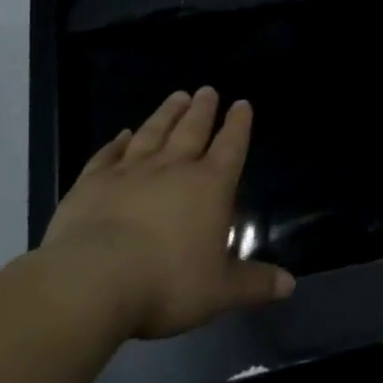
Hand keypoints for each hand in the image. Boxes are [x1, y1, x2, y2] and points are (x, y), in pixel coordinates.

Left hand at [40, 87, 294, 338]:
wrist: (92, 281)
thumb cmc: (166, 284)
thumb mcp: (219, 292)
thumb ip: (254, 284)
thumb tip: (290, 285)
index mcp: (209, 186)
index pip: (230, 146)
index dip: (238, 125)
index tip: (242, 104)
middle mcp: (173, 168)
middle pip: (192, 130)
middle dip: (203, 110)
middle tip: (207, 90)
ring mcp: (130, 171)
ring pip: (153, 132)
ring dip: (166, 114)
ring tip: (177, 96)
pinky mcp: (92, 182)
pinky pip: (108, 154)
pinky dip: (116, 142)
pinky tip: (121, 134)